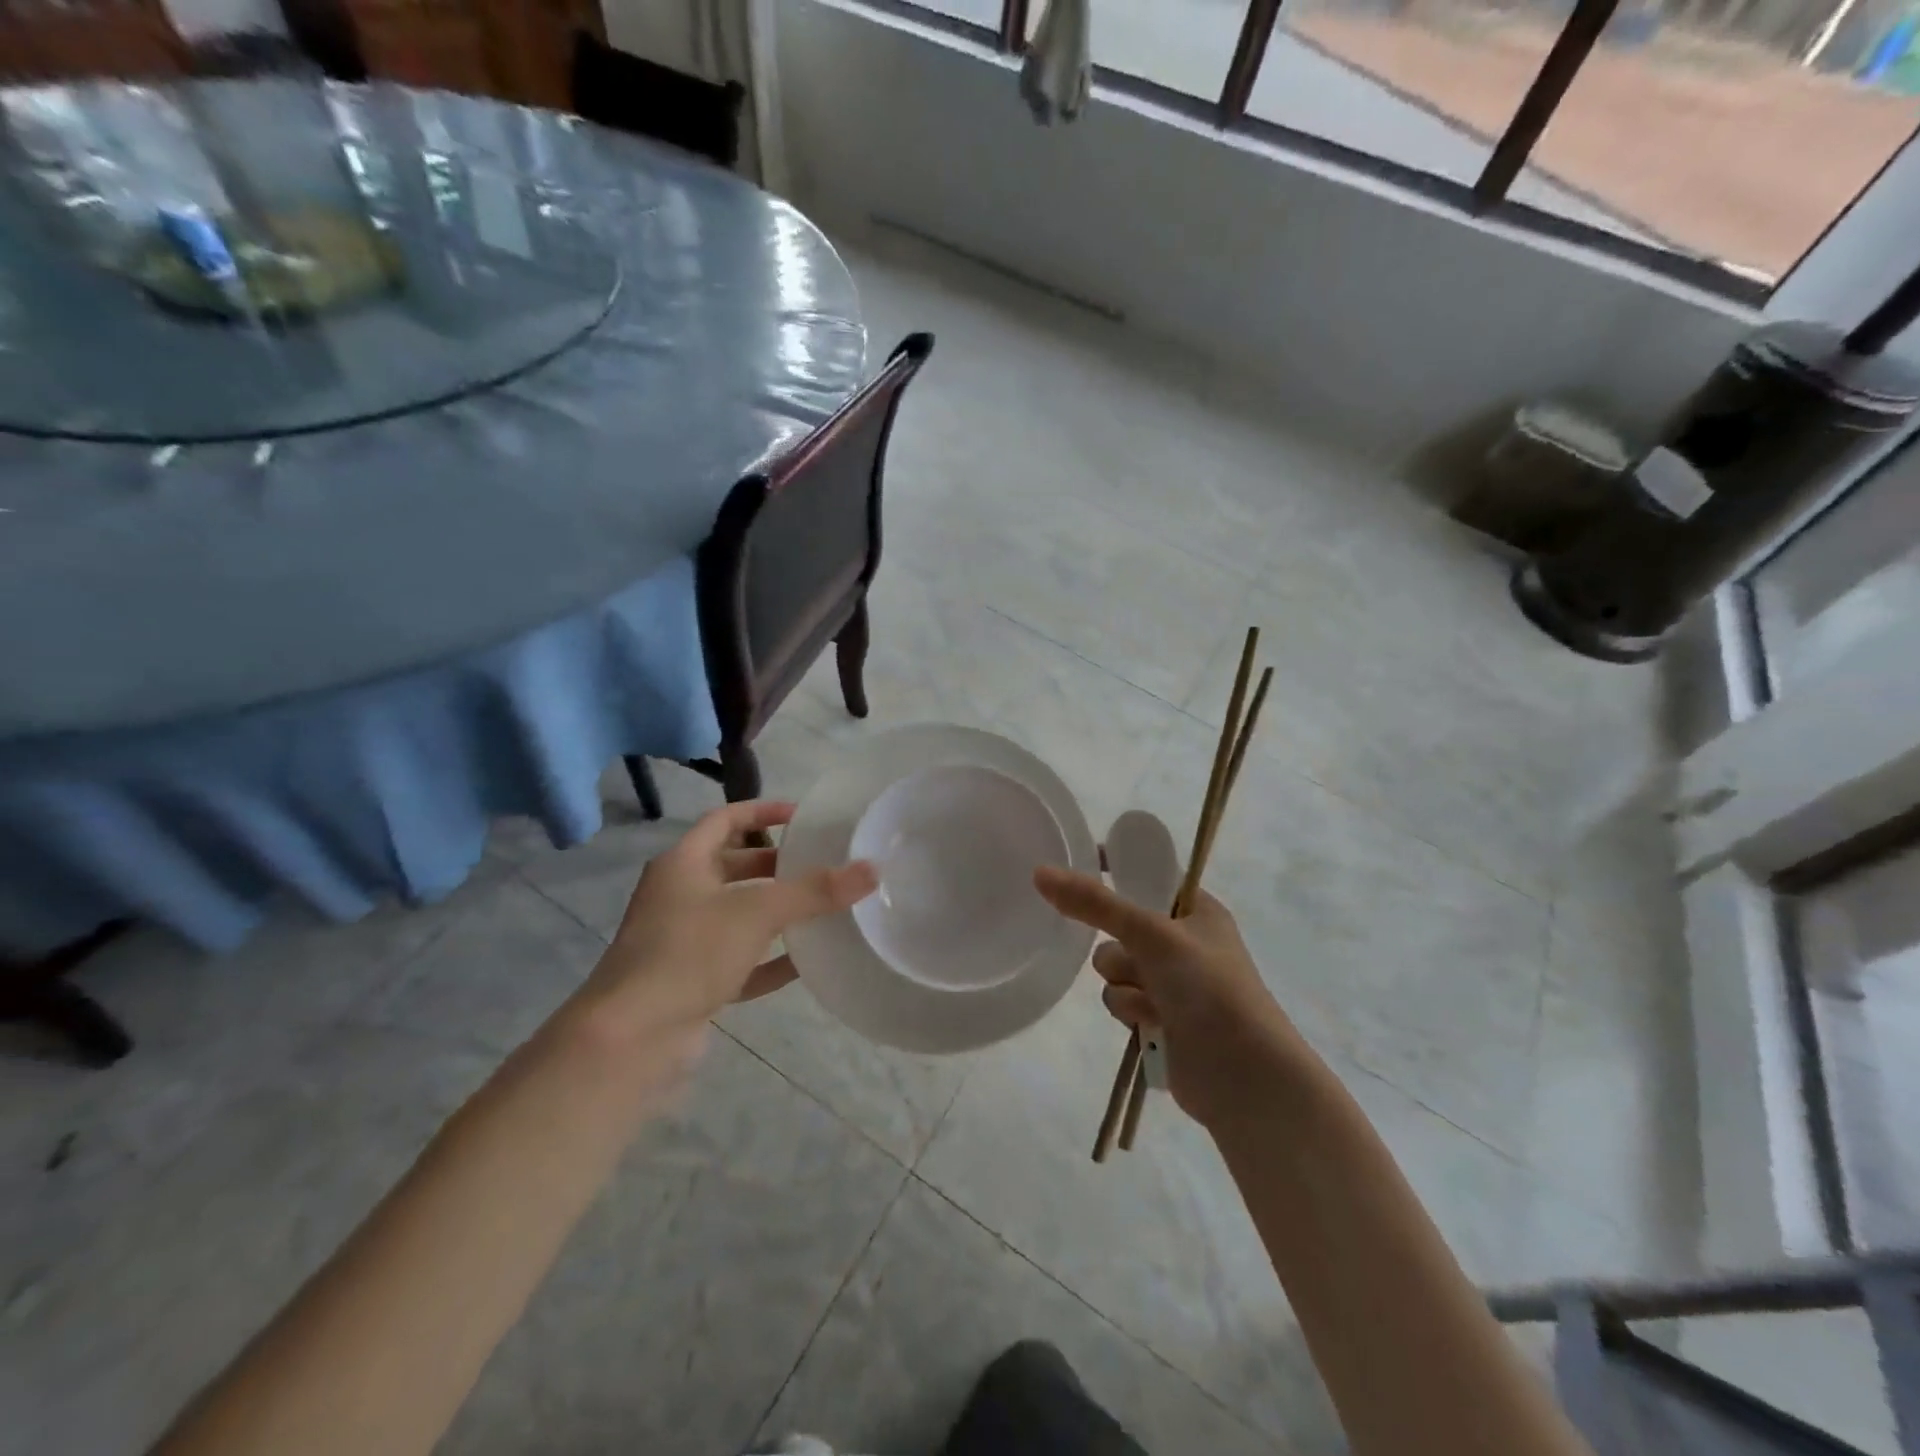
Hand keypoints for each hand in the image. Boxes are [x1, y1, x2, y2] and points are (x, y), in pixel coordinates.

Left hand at [576, 800, 876, 1040]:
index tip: (804, 816)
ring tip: (823, 907)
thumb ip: (815, 891)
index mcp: (682, 864)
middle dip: (776, 864)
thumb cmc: (689, 954)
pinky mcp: (692, 983)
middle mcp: (679, 896)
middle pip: (733, 867)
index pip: (726, 820)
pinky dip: (770, 958)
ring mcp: (683, 942)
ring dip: (776, 911)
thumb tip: (871, 869)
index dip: (763, 811)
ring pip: (738, 915)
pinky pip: (740, 961)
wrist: (631, 1040)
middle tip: (821, 864)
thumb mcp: (757, 913)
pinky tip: (806, 961)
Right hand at [1034, 866, 1309, 1130]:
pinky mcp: (1159, 1017)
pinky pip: (1119, 998)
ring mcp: (1171, 981)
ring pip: (1114, 965)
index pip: (1148, 874)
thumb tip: (1040, 873)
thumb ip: (1094, 903)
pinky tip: (1150, 1023)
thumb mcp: (1151, 934)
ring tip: (1149, 999)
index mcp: (1196, 909)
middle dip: (1117, 943)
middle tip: (1133, 953)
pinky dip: (1128, 1009)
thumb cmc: (1208, 988)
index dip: (1116, 868)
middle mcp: (1183, 941)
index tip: (1082, 867)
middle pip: (1120, 924)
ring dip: (1123, 981)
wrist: (1244, 1075)